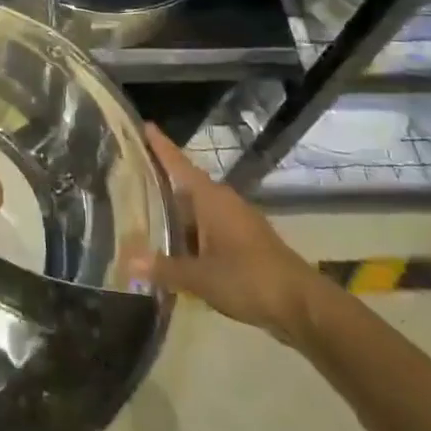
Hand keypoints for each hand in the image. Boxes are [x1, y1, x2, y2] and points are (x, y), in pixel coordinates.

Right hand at [126, 124, 327, 345]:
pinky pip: (208, 226)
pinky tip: (175, 246)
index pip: (179, 164)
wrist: (302, 305)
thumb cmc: (248, 279)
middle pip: (186, 185)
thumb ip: (164, 268)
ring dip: (175, 211)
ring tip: (144, 213)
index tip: (144, 125)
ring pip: (197, 208)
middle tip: (130, 177)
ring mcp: (237, 220)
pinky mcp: (245, 240)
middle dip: (160, 182)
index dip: (160, 146)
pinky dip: (190, 231)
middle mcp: (223, 201)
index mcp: (210, 198)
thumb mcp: (200, 277)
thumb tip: (127, 261)